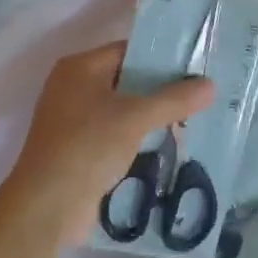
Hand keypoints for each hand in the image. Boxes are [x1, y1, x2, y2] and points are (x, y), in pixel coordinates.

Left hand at [0, 44, 213, 247]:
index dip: (160, 58)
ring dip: (150, 117)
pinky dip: (136, 138)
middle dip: (159, 90)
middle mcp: (72, 87)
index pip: (127, 51)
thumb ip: (174, 99)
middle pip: (125, 80)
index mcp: (79, 68)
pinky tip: (165, 145)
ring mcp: (72, 120)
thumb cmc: (87, 147)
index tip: (194, 68)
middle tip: (198, 96)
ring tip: (190, 120)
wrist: (47, 206)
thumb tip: (211, 85)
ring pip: (121, 109)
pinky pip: (114, 134)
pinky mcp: (77, 149)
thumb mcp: (135, 118)